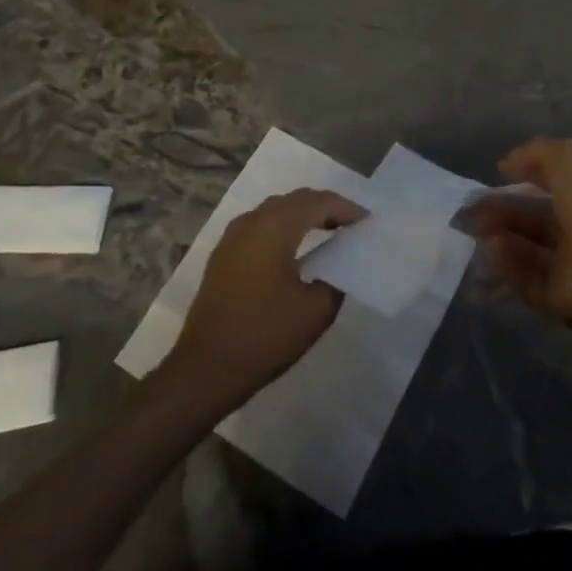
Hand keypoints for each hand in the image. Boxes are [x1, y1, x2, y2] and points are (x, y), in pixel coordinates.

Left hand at [161, 189, 367, 411]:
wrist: (204, 370)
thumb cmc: (264, 337)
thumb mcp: (315, 311)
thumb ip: (335, 279)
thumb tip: (338, 265)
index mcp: (275, 227)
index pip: (318, 202)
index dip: (346, 208)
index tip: (367, 222)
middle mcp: (252, 221)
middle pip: (295, 200)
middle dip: (325, 206)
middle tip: (350, 223)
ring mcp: (232, 236)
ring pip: (275, 210)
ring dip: (302, 214)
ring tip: (327, 230)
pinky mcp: (222, 255)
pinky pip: (259, 225)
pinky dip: (282, 227)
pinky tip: (293, 248)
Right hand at [466, 138, 571, 331]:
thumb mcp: (568, 157)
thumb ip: (536, 153)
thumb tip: (507, 164)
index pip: (551, 182)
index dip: (524, 175)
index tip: (496, 175)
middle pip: (533, 218)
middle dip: (502, 211)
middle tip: (472, 210)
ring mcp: (569, 264)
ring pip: (526, 248)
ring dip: (500, 236)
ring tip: (478, 230)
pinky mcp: (557, 296)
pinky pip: (526, 277)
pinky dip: (507, 264)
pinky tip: (493, 250)